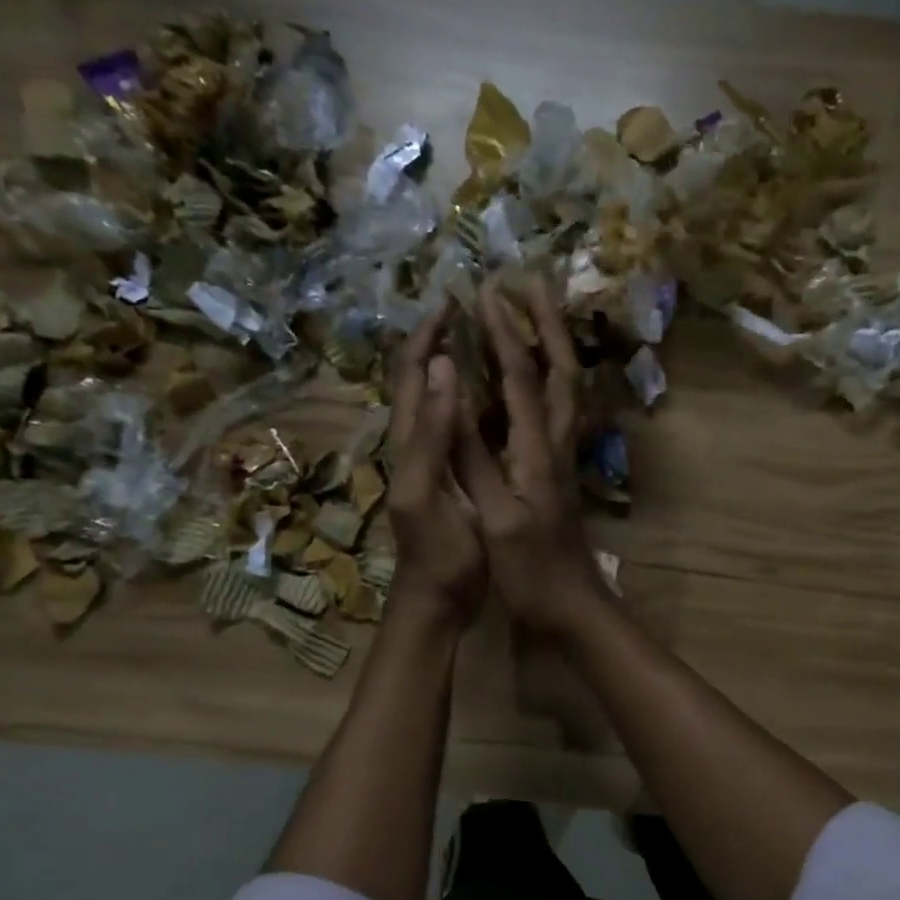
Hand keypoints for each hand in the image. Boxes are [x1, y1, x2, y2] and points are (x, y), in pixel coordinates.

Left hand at [386, 303, 486, 625]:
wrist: (439, 599)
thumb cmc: (436, 552)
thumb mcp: (425, 492)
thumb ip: (429, 433)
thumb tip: (439, 366)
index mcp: (406, 441)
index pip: (409, 372)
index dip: (427, 334)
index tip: (453, 301)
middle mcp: (415, 441)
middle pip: (419, 378)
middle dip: (438, 339)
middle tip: (471, 310)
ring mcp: (433, 460)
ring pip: (437, 400)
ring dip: (453, 364)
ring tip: (483, 338)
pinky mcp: (452, 477)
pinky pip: (456, 426)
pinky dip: (469, 399)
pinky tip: (494, 396)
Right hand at [453, 280, 610, 639]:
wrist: (573, 609)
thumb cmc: (532, 572)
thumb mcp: (497, 517)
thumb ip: (474, 457)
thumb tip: (452, 393)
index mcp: (537, 453)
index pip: (524, 380)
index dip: (506, 334)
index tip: (486, 292)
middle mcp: (556, 447)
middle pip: (561, 373)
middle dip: (546, 325)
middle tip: (531, 284)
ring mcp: (560, 462)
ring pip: (566, 392)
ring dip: (553, 348)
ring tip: (535, 318)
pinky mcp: (557, 477)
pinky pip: (557, 416)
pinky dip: (546, 384)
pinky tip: (531, 383)